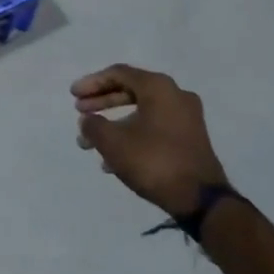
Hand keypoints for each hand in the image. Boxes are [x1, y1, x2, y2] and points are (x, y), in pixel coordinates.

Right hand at [72, 65, 228, 218]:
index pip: (118, 73)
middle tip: (80, 111)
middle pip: (130, 90)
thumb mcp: (112, 142)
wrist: (201, 199)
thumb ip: (93, 125)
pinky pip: (153, 127)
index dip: (91, 83)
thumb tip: (88, 121)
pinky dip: (131, 134)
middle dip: (101, 101)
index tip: (72, 96)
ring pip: (141, 111)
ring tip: (91, 141)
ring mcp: (186, 118)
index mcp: (158, 88)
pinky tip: (112, 159)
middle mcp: (175, 96)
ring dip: (113, 122)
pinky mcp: (189, 139)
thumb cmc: (153, 161)